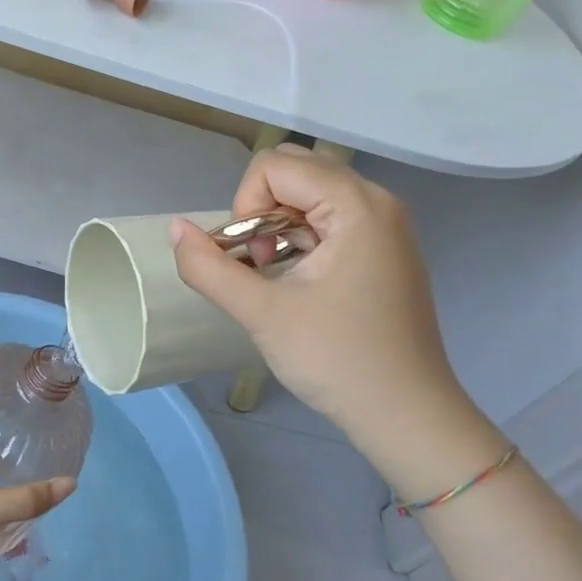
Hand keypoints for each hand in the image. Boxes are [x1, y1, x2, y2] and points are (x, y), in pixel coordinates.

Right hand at [170, 148, 504, 492]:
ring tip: (275, 277)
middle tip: (261, 264)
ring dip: (279, 227)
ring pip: (311, 196)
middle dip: (261, 211)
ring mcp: (386, 227)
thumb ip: (208, 267)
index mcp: (357, 205)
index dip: (246, 205)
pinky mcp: (385, 251)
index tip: (252, 259)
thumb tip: (175, 227)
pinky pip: (331, 220)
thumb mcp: (261, 313)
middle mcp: (378, 202)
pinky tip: (297, 283)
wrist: (406, 415)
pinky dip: (301, 239)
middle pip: (296, 171)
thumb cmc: (337, 360)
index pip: (276, 165)